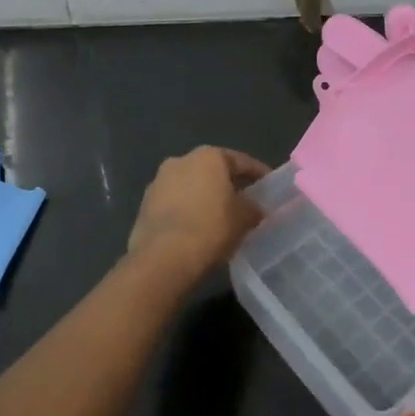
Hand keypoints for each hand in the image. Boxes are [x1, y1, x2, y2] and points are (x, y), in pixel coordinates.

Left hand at [126, 146, 270, 284]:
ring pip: (190, 187)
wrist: (163, 258)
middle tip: (244, 201)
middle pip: (212, 171)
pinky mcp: (144, 206)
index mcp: (208, 156)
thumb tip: (255, 209)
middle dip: (228, 185)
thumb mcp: (244, 218)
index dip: (258, 173)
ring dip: (204, 198)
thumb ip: (253, 208)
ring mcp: (158, 182)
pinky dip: (187, 212)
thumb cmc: (211, 228)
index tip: (269, 185)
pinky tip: (197, 229)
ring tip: (219, 218)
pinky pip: (174, 204)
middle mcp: (181, 161)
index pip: (241, 161)